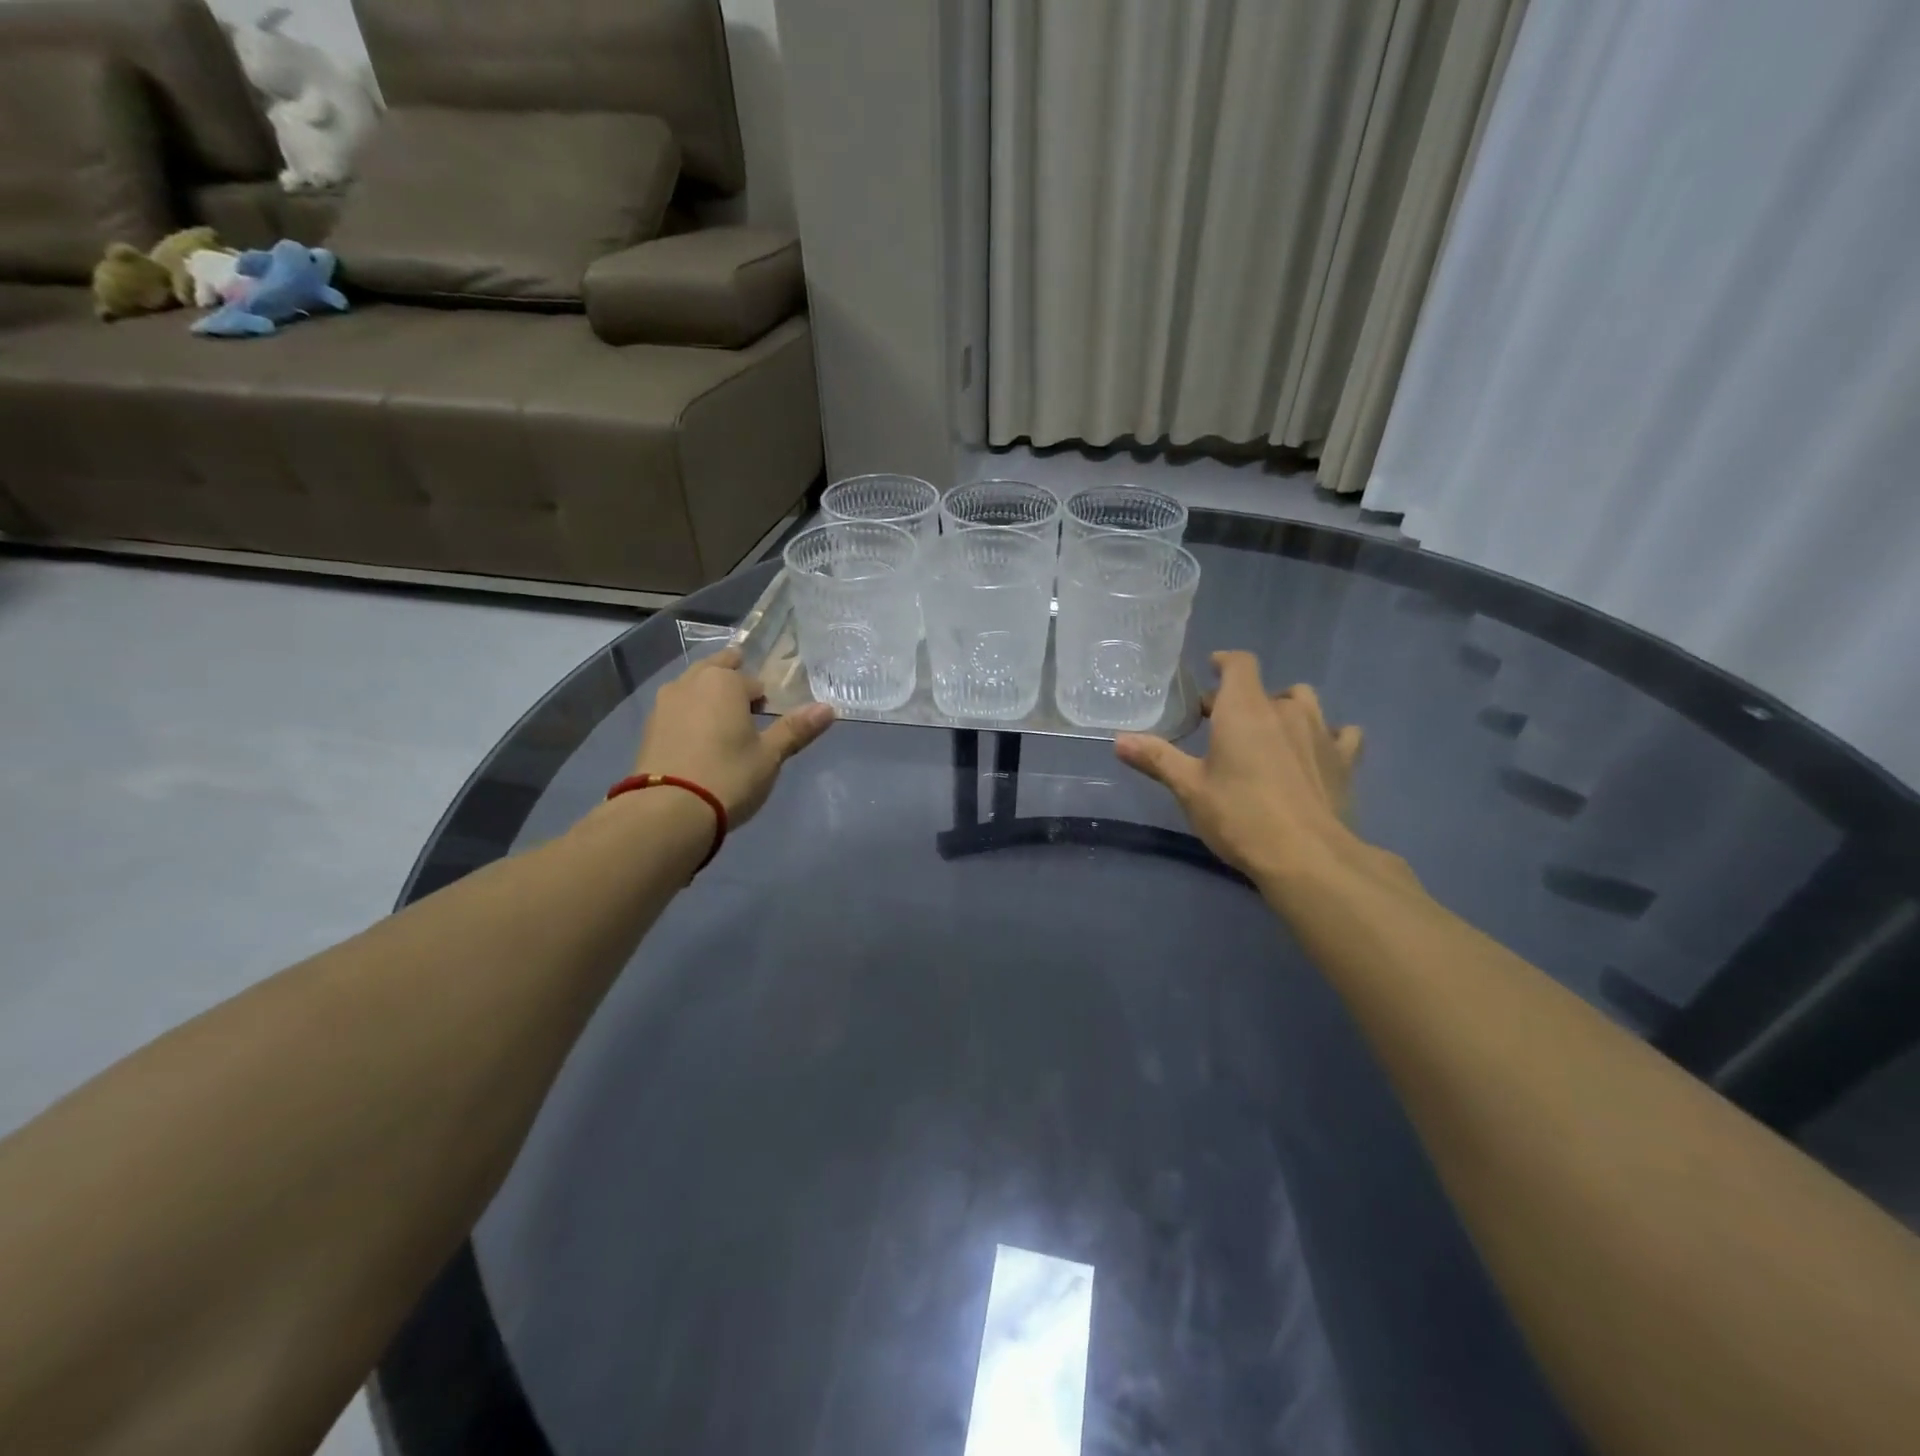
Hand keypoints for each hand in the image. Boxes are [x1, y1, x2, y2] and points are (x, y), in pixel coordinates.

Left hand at [631, 647, 833, 825]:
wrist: (667, 811)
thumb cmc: (729, 776)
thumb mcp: (770, 756)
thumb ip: (796, 729)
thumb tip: (829, 708)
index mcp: (724, 681)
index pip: (752, 681)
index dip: (763, 698)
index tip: (768, 717)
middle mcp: (690, 682)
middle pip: (716, 670)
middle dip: (731, 683)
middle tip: (746, 708)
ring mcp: (664, 704)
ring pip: (692, 689)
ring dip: (707, 698)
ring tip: (722, 726)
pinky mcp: (648, 729)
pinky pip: (676, 711)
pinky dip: (688, 718)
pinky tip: (697, 744)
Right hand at [1115, 651, 1366, 883]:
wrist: (1307, 855)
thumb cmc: (1239, 815)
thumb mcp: (1189, 788)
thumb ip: (1156, 758)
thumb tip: (1118, 739)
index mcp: (1244, 709)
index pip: (1239, 664)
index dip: (1225, 662)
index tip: (1212, 669)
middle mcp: (1285, 710)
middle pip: (1266, 688)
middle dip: (1244, 699)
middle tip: (1223, 725)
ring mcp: (1322, 732)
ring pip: (1305, 702)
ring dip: (1286, 709)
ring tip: (1270, 733)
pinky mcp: (1346, 760)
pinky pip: (1341, 733)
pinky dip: (1328, 735)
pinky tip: (1316, 753)